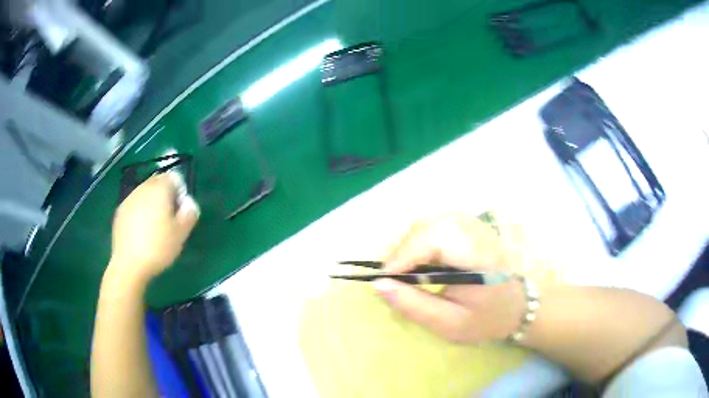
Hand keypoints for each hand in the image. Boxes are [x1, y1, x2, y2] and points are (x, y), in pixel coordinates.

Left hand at [109, 173, 199, 283]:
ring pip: (144, 193)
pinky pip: (134, 204)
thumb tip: (189, 204)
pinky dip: (140, 211)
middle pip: (157, 183)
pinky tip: (141, 231)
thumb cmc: (158, 248)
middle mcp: (143, 188)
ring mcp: (129, 199)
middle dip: (165, 195)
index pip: (173, 177)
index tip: (181, 210)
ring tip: (155, 226)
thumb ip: (189, 214)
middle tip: (169, 218)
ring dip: (151, 203)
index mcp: (159, 189)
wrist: (129, 264)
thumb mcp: (181, 234)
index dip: (180, 191)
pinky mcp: (119, 212)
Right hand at [374, 214, 525, 343]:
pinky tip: (420, 261)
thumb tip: (379, 285)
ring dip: (409, 245)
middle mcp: (478, 232)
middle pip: (429, 225)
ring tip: (404, 272)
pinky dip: (419, 240)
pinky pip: (435, 224)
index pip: (436, 238)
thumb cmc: (486, 319)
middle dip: (403, 250)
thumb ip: (414, 306)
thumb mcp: (450, 324)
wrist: (517, 305)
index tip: (383, 280)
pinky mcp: (470, 224)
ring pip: (429, 221)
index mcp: (480, 257)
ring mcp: (475, 224)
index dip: (404, 254)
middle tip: (392, 278)